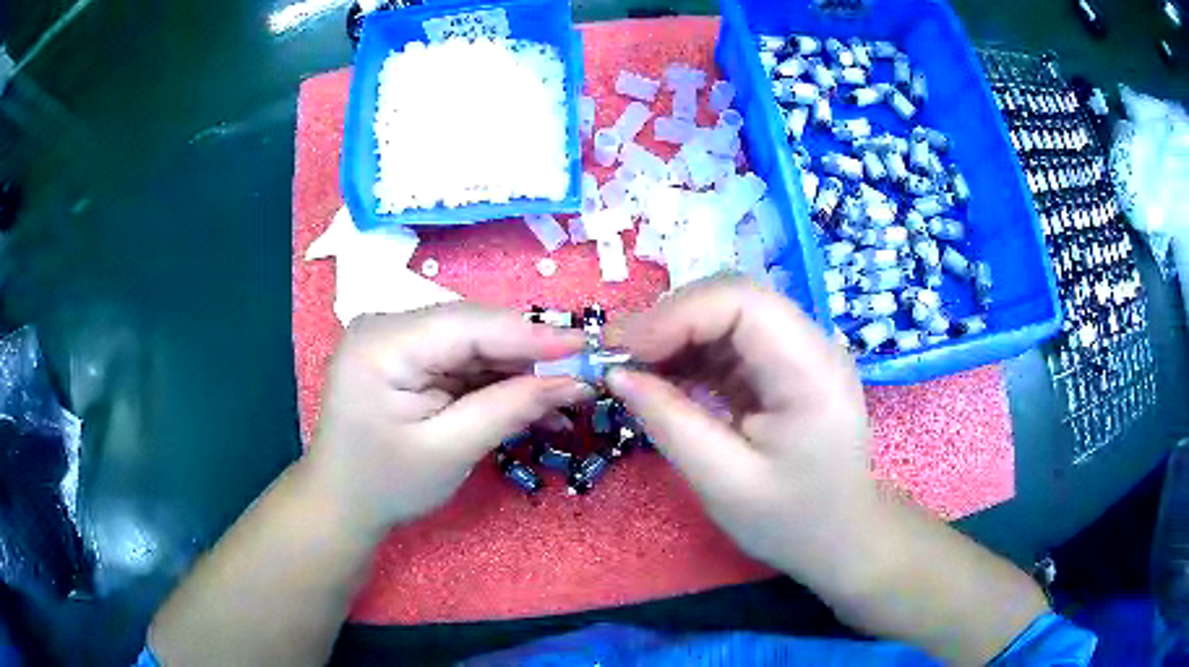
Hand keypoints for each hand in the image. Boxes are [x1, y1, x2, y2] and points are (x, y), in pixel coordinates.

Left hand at [303, 303, 592, 536]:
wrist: (342, 502)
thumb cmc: (386, 484)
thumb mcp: (450, 451)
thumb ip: (510, 408)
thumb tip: (574, 380)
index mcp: (382, 343)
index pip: (467, 324)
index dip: (531, 334)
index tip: (587, 347)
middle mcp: (388, 326)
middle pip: (474, 329)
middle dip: (531, 354)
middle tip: (585, 373)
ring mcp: (398, 339)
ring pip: (476, 343)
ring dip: (520, 370)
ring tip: (568, 395)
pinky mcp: (410, 356)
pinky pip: (464, 360)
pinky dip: (499, 381)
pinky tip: (535, 402)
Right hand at [606, 276, 881, 585]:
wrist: (840, 536)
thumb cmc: (791, 520)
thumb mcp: (724, 483)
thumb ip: (669, 423)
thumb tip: (616, 374)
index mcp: (812, 371)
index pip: (743, 302)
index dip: (677, 314)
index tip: (625, 351)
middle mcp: (812, 345)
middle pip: (733, 297)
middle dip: (669, 319)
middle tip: (618, 357)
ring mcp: (799, 351)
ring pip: (726, 313)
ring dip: (674, 334)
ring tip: (631, 367)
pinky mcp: (783, 365)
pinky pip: (729, 340)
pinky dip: (689, 352)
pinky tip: (661, 376)